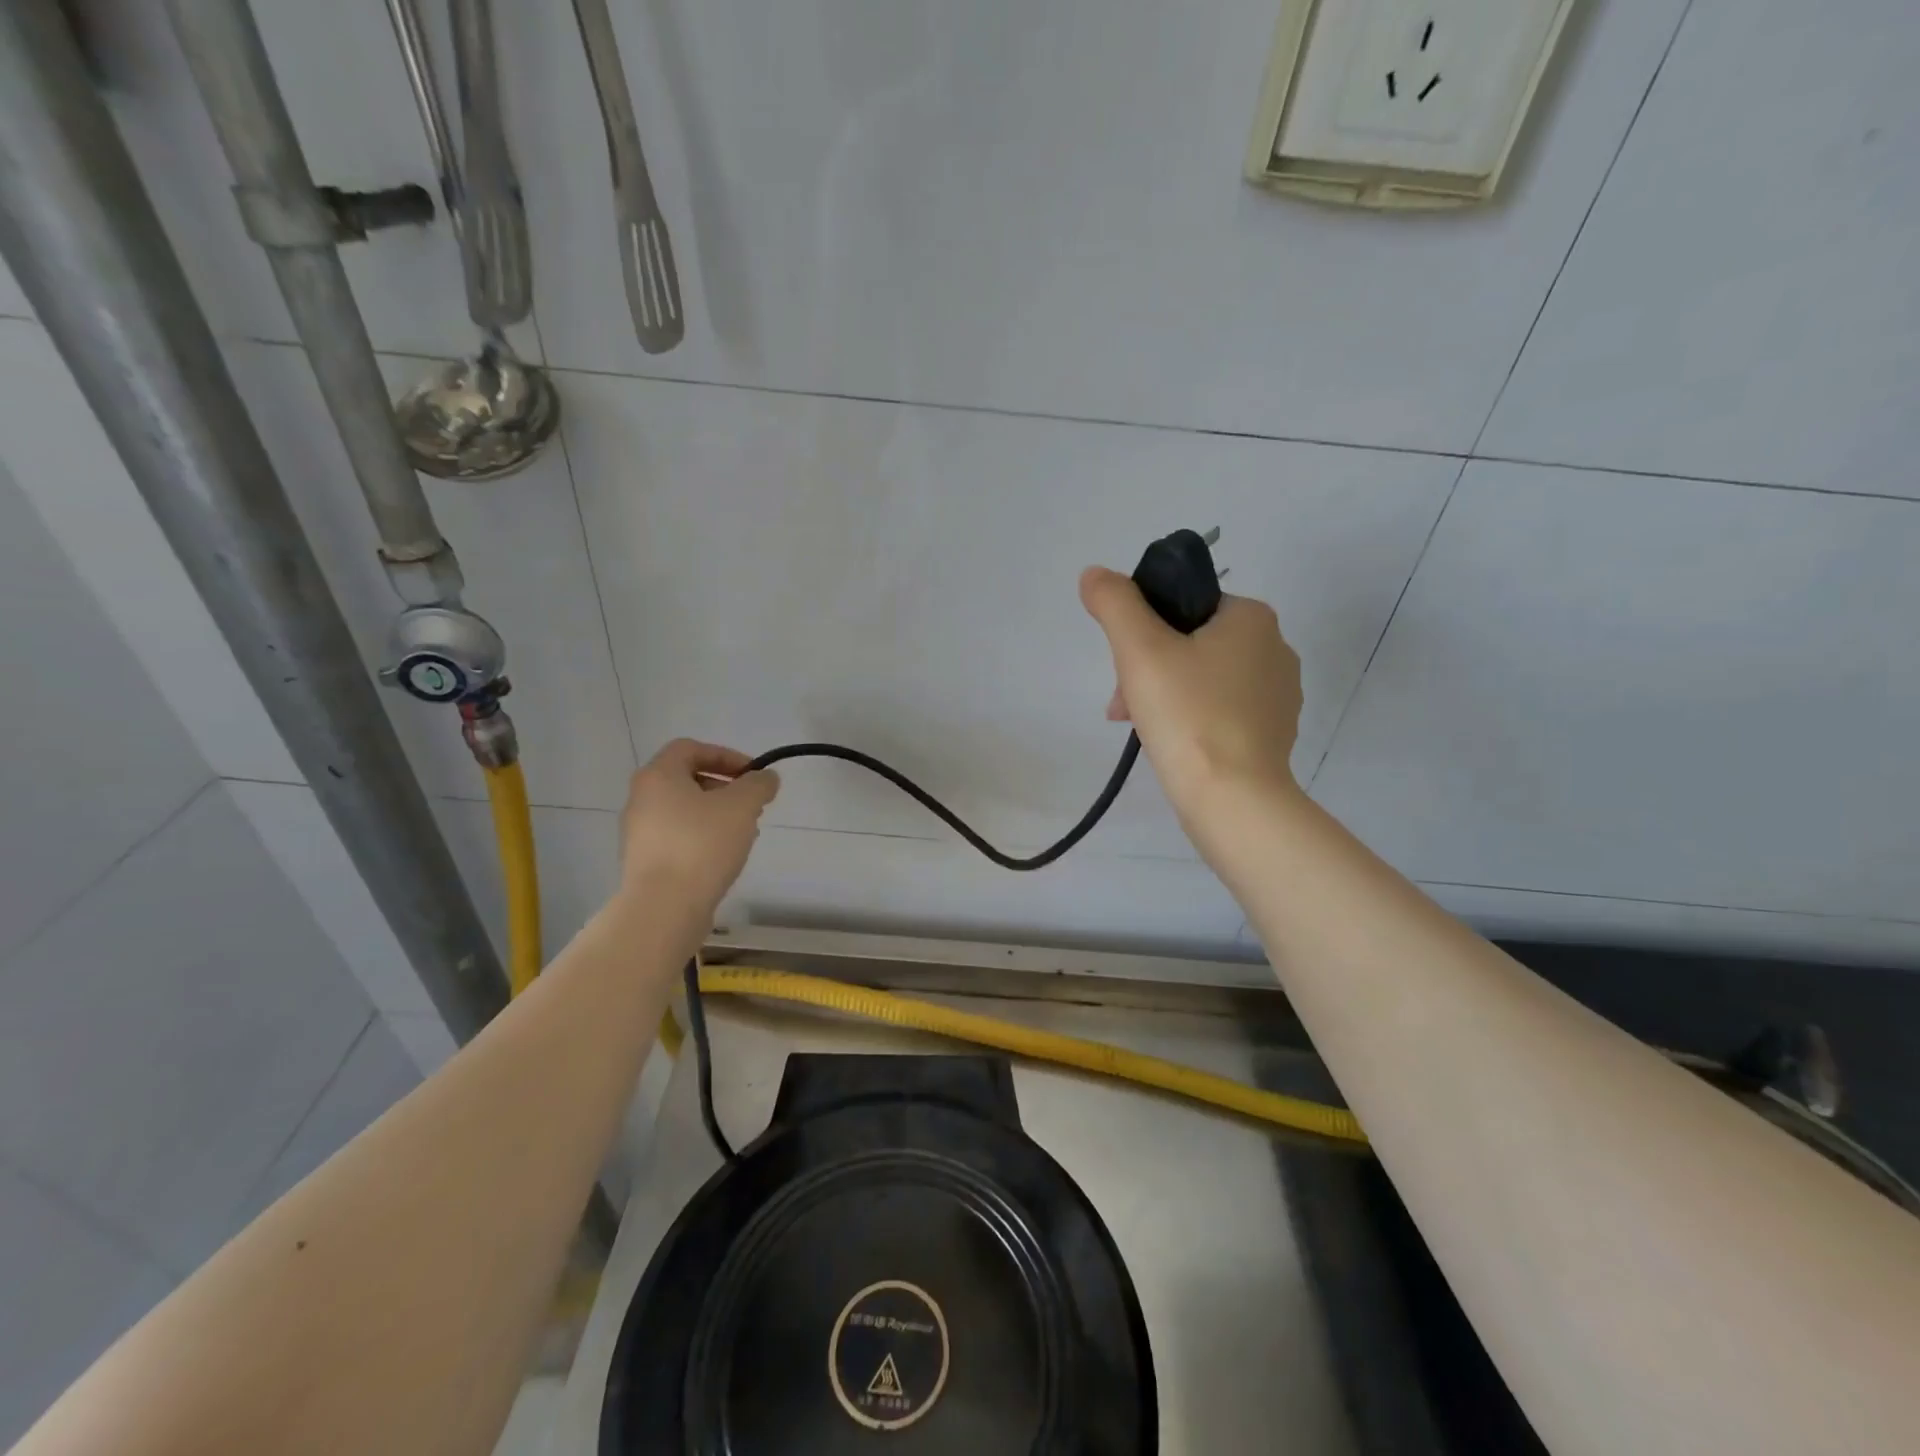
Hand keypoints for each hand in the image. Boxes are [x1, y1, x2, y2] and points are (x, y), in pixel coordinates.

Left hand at [617, 739, 779, 915]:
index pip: (690, 748)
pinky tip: (724, 856)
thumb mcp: (742, 806)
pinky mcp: (645, 861)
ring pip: (684, 810)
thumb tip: (766, 778)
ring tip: (744, 833)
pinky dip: (702, 837)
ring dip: (716, 814)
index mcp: (658, 776)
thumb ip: (758, 784)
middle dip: (724, 787)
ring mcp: (639, 832)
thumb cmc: (702, 844)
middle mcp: (641, 799)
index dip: (725, 755)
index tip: (752, 775)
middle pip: (686, 779)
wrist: (664, 907)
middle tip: (751, 804)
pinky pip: (678, 837)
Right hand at [1079, 567, 1302, 809]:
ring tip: (1141, 730)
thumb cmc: (1188, 715)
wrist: (1234, 799)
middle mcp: (1276, 649)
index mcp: (1252, 618)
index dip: (1144, 632)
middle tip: (1124, 707)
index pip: (1185, 606)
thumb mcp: (1139, 649)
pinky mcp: (1275, 733)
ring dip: (1165, 697)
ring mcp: (1280, 695)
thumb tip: (1094, 575)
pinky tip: (1172, 747)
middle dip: (1149, 671)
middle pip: (1192, 645)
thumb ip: (1114, 603)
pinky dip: (1192, 722)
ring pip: (1205, 680)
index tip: (1123, 668)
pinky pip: (1222, 713)